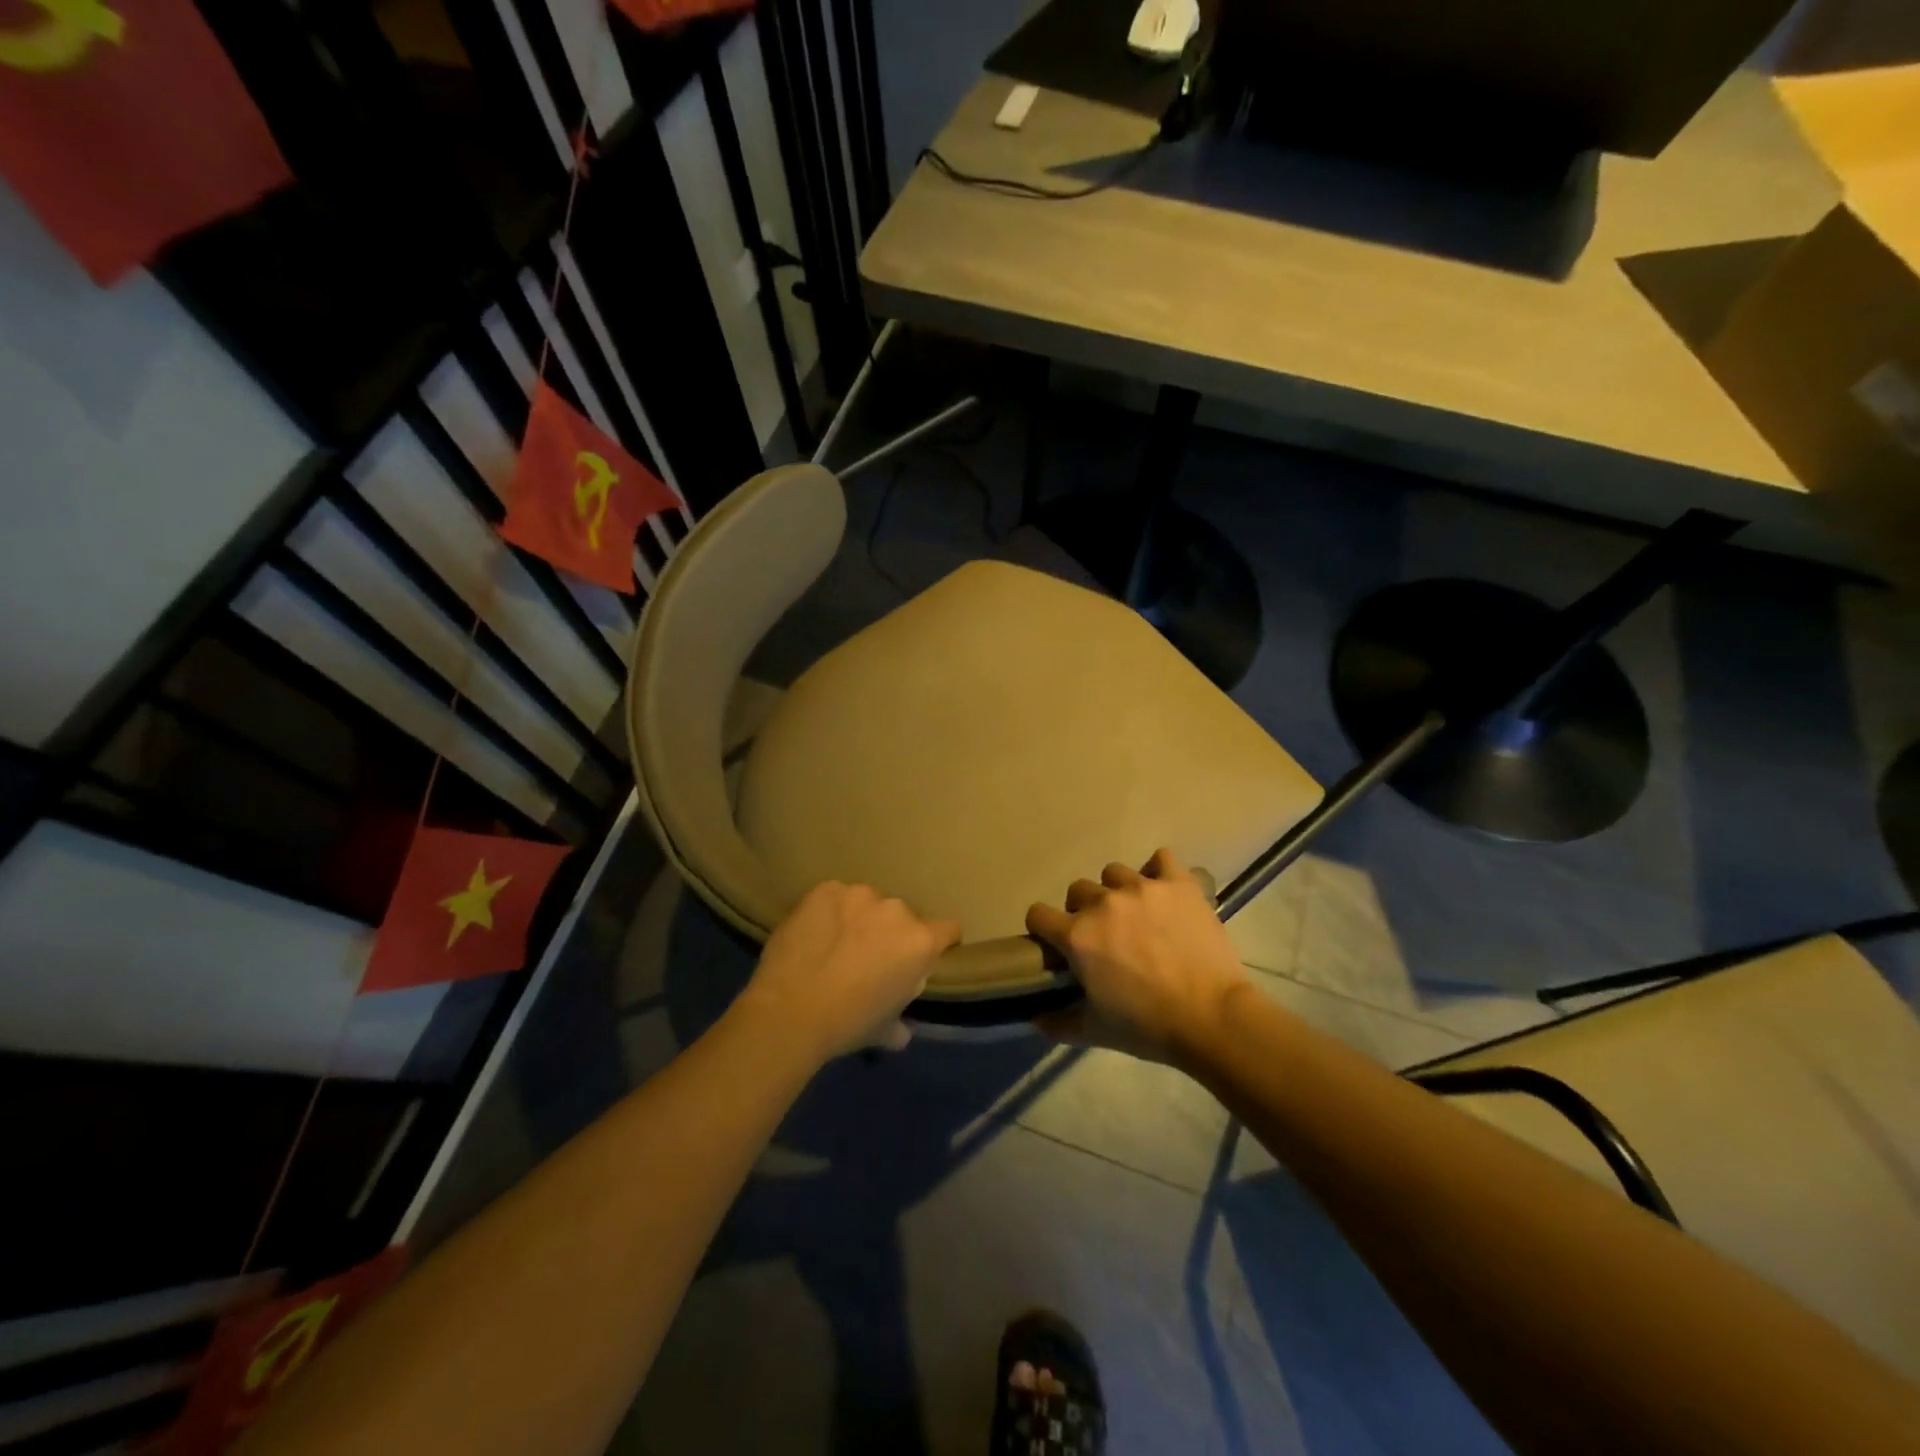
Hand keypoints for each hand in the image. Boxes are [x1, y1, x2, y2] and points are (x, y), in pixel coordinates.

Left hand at [740, 881, 961, 1062]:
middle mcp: (897, 910)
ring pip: (868, 903)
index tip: (923, 957)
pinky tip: (813, 934)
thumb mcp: (884, 1030)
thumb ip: (901, 1022)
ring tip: (835, 943)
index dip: (940, 943)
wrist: (789, 1011)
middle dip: (890, 933)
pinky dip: (829, 911)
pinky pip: (835, 897)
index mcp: (920, 942)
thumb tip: (902, 1029)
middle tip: (867, 957)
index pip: (949, 929)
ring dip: (859, 919)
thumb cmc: (846, 1024)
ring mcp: (859, 895)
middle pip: (903, 917)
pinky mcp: (825, 889)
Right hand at [1026, 848, 1250, 1064]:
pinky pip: (1161, 859)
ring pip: (1114, 873)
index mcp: (1077, 935)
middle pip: (1077, 890)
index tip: (1057, 944)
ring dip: (1117, 891)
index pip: (1038, 914)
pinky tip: (1163, 891)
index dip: (1044, 929)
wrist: (1212, 1018)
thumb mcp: (1095, 1032)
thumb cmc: (1148, 1026)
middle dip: (1083, 910)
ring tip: (1136, 914)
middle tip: (1104, 935)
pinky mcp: (1178, 884)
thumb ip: (1058, 1022)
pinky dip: (1159, 871)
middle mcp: (1103, 903)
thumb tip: (1035, 1018)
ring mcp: (1142, 887)